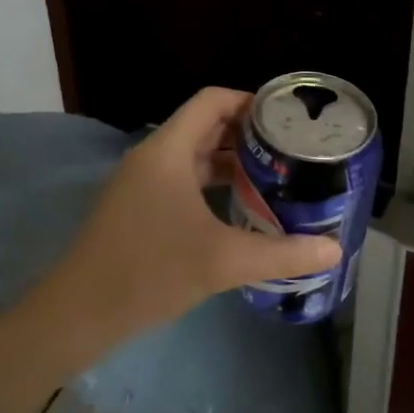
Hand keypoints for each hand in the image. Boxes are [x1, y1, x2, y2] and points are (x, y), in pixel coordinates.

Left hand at [50, 88, 341, 334]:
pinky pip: (181, 181)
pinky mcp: (138, 208)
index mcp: (168, 150)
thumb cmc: (149, 271)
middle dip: (247, 134)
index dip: (249, 101)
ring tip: (275, 177)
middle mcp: (153, 157)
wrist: (80, 312)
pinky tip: (240, 210)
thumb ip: (282, 254)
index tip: (287, 119)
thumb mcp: (222, 262)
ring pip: (193, 157)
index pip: (211, 101)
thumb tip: (333, 251)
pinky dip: (212, 185)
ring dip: (231, 162)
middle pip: (205, 126)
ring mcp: (141, 183)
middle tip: (290, 150)